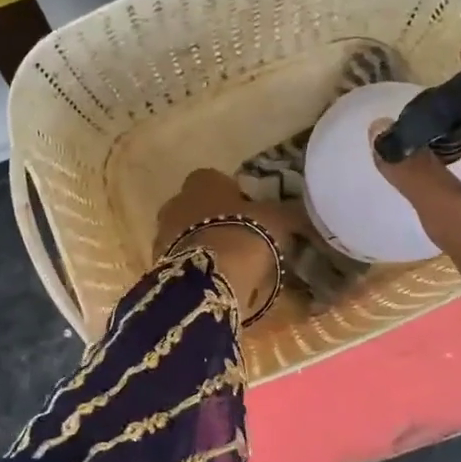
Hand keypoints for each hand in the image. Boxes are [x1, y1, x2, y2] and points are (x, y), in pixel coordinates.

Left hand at [154, 170, 307, 322]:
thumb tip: (302, 212)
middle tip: (241, 240)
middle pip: (196, 207)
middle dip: (214, 220)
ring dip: (204, 245)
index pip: (215, 179)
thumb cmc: (243, 234)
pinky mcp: (159, 264)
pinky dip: (196, 268)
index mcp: (202, 181)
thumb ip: (287, 212)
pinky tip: (215, 282)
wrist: (208, 278)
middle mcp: (176, 201)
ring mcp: (162, 234)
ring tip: (229, 266)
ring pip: (186, 235)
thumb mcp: (277, 220)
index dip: (233, 195)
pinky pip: (182, 261)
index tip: (250, 213)